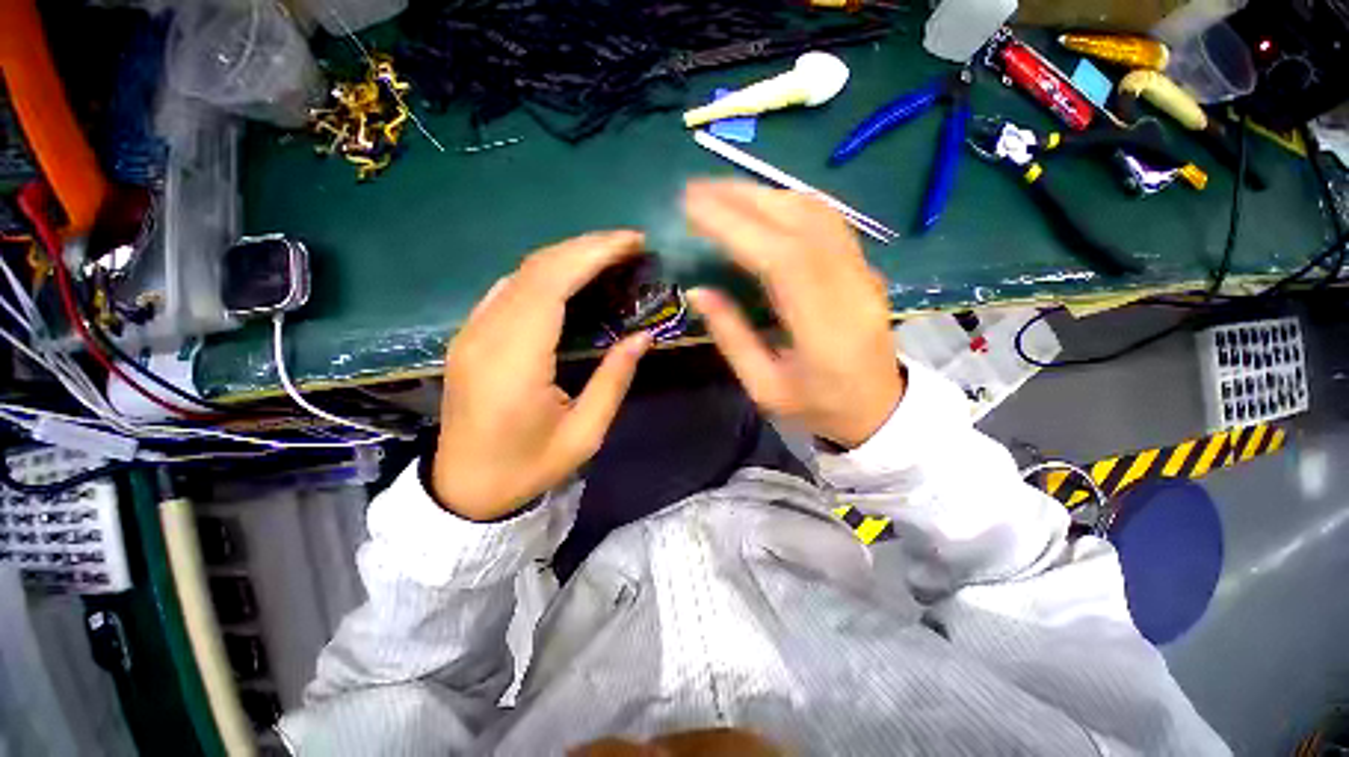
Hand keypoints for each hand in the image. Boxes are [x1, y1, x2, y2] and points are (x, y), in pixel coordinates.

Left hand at [433, 231, 651, 520]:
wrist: (464, 489)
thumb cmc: (528, 466)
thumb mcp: (584, 433)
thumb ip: (614, 380)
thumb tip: (644, 337)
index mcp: (515, 362)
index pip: (551, 284)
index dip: (592, 254)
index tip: (632, 242)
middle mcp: (486, 335)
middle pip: (536, 268)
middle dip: (586, 246)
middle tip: (629, 244)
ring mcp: (472, 332)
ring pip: (521, 273)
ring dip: (568, 256)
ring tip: (609, 256)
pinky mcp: (470, 335)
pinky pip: (509, 288)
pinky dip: (546, 273)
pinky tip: (572, 277)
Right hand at [684, 180, 903, 448]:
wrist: (880, 409)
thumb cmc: (818, 408)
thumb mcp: (764, 387)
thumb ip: (731, 337)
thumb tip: (698, 290)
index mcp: (823, 330)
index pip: (781, 258)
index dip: (735, 227)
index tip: (692, 209)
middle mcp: (850, 289)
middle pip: (800, 222)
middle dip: (743, 198)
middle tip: (695, 190)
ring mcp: (863, 272)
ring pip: (816, 213)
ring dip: (764, 194)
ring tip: (720, 191)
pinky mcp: (863, 266)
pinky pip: (827, 220)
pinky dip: (788, 203)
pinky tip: (760, 204)